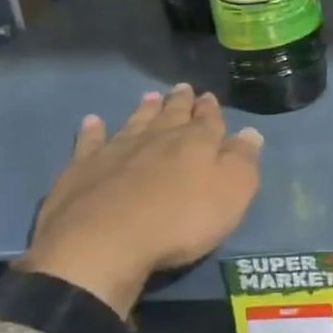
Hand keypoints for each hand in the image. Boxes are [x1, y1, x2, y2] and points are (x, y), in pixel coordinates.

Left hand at [19, 84, 262, 315]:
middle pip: (171, 115)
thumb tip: (251, 132)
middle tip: (182, 88)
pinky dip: (92, 131)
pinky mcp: (81, 169)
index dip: (210, 110)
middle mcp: (156, 139)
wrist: (103, 244)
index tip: (209, 97)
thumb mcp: (231, 194)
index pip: (208, 120)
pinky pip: (89, 142)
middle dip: (179, 102)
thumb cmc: (180, 222)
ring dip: (144, 110)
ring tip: (149, 96)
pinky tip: (92, 121)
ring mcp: (115, 151)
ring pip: (134, 122)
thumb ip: (242, 161)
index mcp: (196, 144)